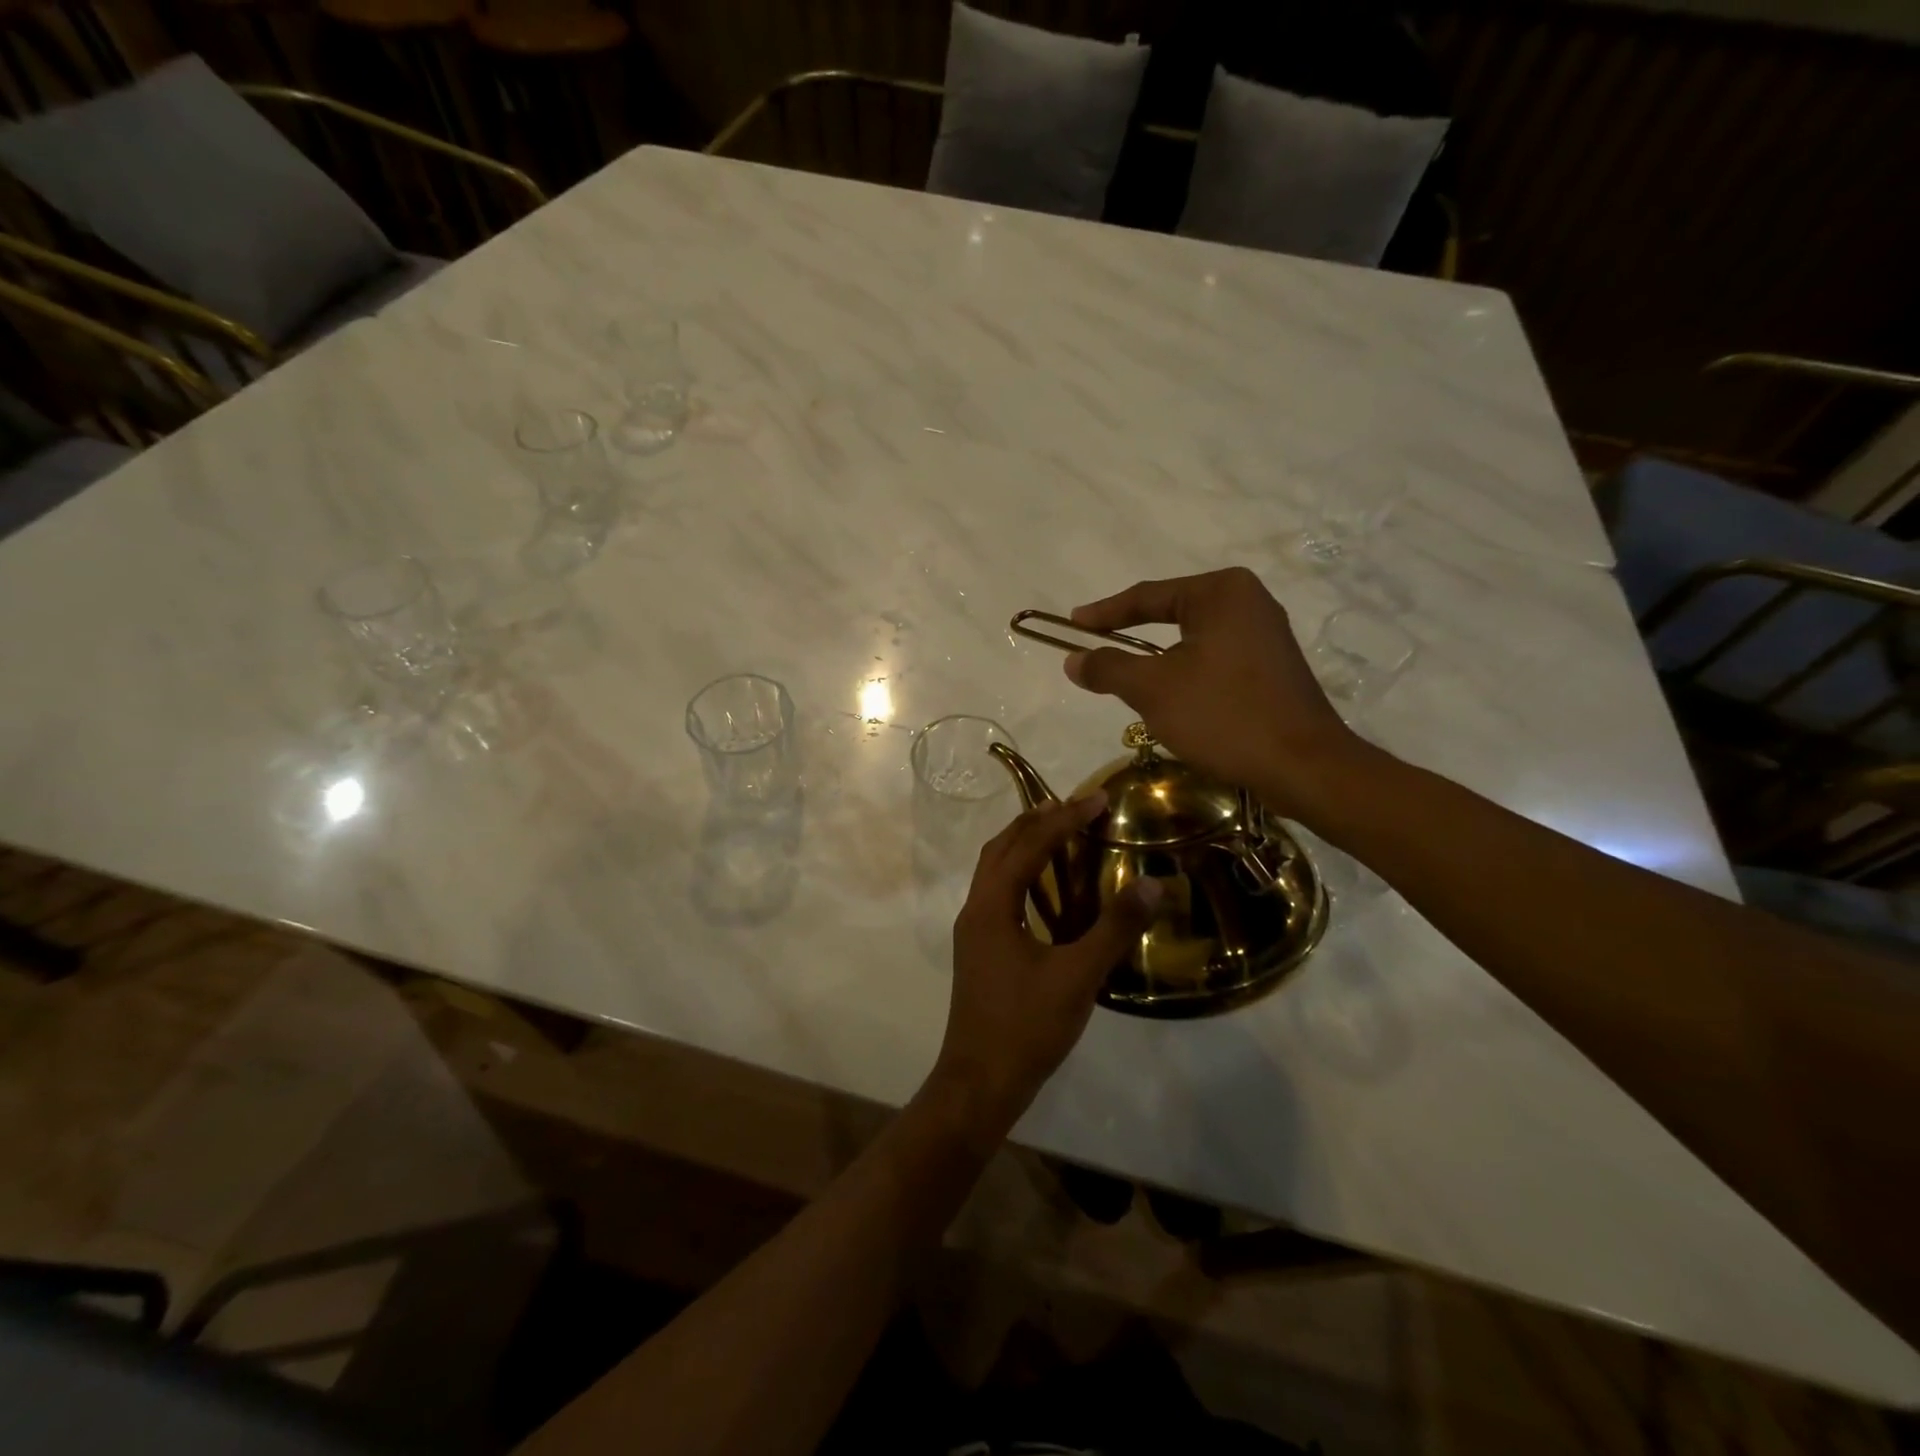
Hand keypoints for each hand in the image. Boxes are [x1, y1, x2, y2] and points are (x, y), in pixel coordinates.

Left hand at [930, 795, 1161, 1135]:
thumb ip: (1114, 929)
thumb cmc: (1026, 1027)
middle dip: (1035, 821)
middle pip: (1000, 848)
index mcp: (991, 907)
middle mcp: (975, 909)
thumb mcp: (1077, 977)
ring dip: (1023, 844)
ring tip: (1059, 833)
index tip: (1097, 799)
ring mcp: (973, 931)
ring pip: (993, 870)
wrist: (980, 1082)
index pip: (1028, 846)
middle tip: (1074, 807)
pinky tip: (1045, 889)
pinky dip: (1019, 873)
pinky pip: (997, 892)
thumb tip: (1153, 885)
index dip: (1063, 819)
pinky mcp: (978, 950)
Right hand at [1064, 567, 1363, 817]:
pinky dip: (1187, 672)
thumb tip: (1072, 660)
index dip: (1104, 613)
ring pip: (1194, 639)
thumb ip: (1108, 668)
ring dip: (1159, 659)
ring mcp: (1266, 633)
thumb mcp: (1153, 690)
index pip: (1147, 596)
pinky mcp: (1273, 666)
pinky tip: (1173, 697)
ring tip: (1127, 677)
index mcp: (1220, 592)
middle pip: (1172, 613)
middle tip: (1096, 647)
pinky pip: (1216, 658)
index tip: (1072, 624)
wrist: (1303, 766)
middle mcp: (1248, 601)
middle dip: (1132, 635)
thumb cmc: (1223, 716)